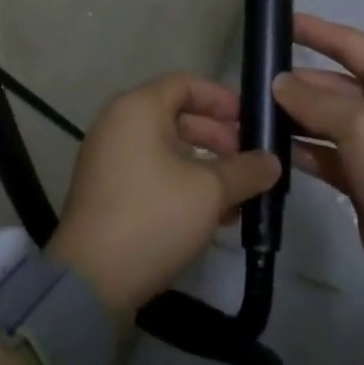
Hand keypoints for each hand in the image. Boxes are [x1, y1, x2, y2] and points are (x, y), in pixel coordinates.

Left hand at [47, 73, 280, 315]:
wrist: (91, 280)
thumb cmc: (154, 216)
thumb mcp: (210, 191)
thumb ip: (245, 170)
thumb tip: (272, 161)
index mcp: (138, 107)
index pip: (186, 84)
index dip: (221, 99)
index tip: (251, 121)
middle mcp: (119, 123)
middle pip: (176, 116)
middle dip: (217, 137)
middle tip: (248, 162)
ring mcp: (109, 158)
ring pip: (167, 149)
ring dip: (204, 167)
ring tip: (237, 196)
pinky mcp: (107, 192)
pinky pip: (152, 173)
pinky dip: (181, 184)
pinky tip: (211, 216)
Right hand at [272, 14, 363, 323]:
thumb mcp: (362, 126)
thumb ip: (316, 100)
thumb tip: (279, 82)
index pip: (352, 45)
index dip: (317, 32)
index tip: (279, 22)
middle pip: (336, 84)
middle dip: (298, 82)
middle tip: (251, 80)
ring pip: (327, 120)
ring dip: (294, 116)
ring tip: (252, 111)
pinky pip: (326, 154)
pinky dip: (302, 150)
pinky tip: (270, 146)